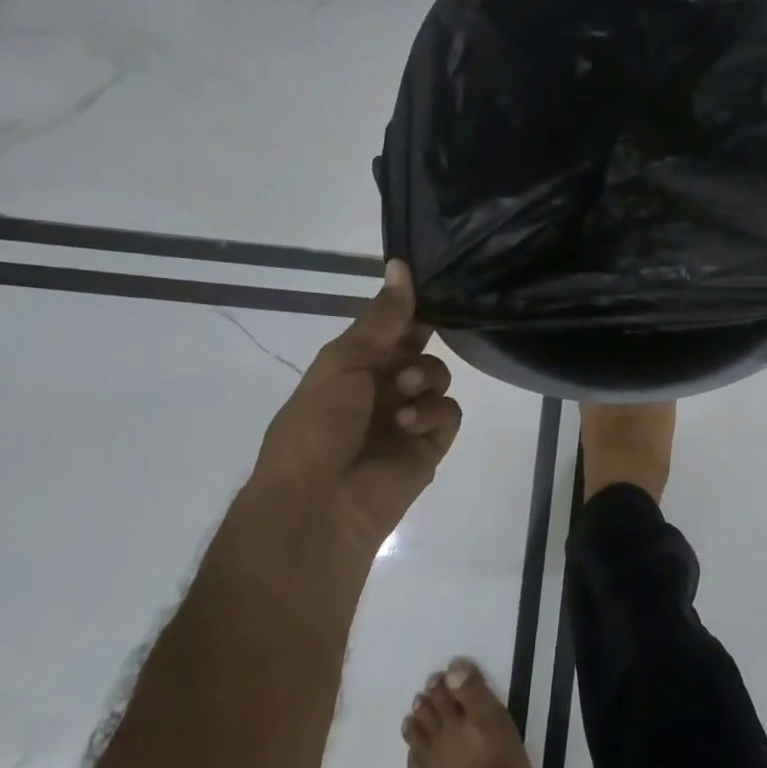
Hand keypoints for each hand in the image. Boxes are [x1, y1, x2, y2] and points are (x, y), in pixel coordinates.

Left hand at [252, 261, 462, 560]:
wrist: (317, 504)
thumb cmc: (318, 423)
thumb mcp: (344, 360)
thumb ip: (383, 317)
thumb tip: (401, 263)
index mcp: (354, 365)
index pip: (393, 327)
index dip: (410, 310)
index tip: (433, 291)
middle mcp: (382, 388)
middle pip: (420, 349)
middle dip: (418, 347)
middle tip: (406, 360)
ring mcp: (407, 418)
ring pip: (439, 377)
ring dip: (424, 380)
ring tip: (402, 399)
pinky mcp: (429, 446)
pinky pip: (449, 413)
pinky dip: (433, 414)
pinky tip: (409, 425)